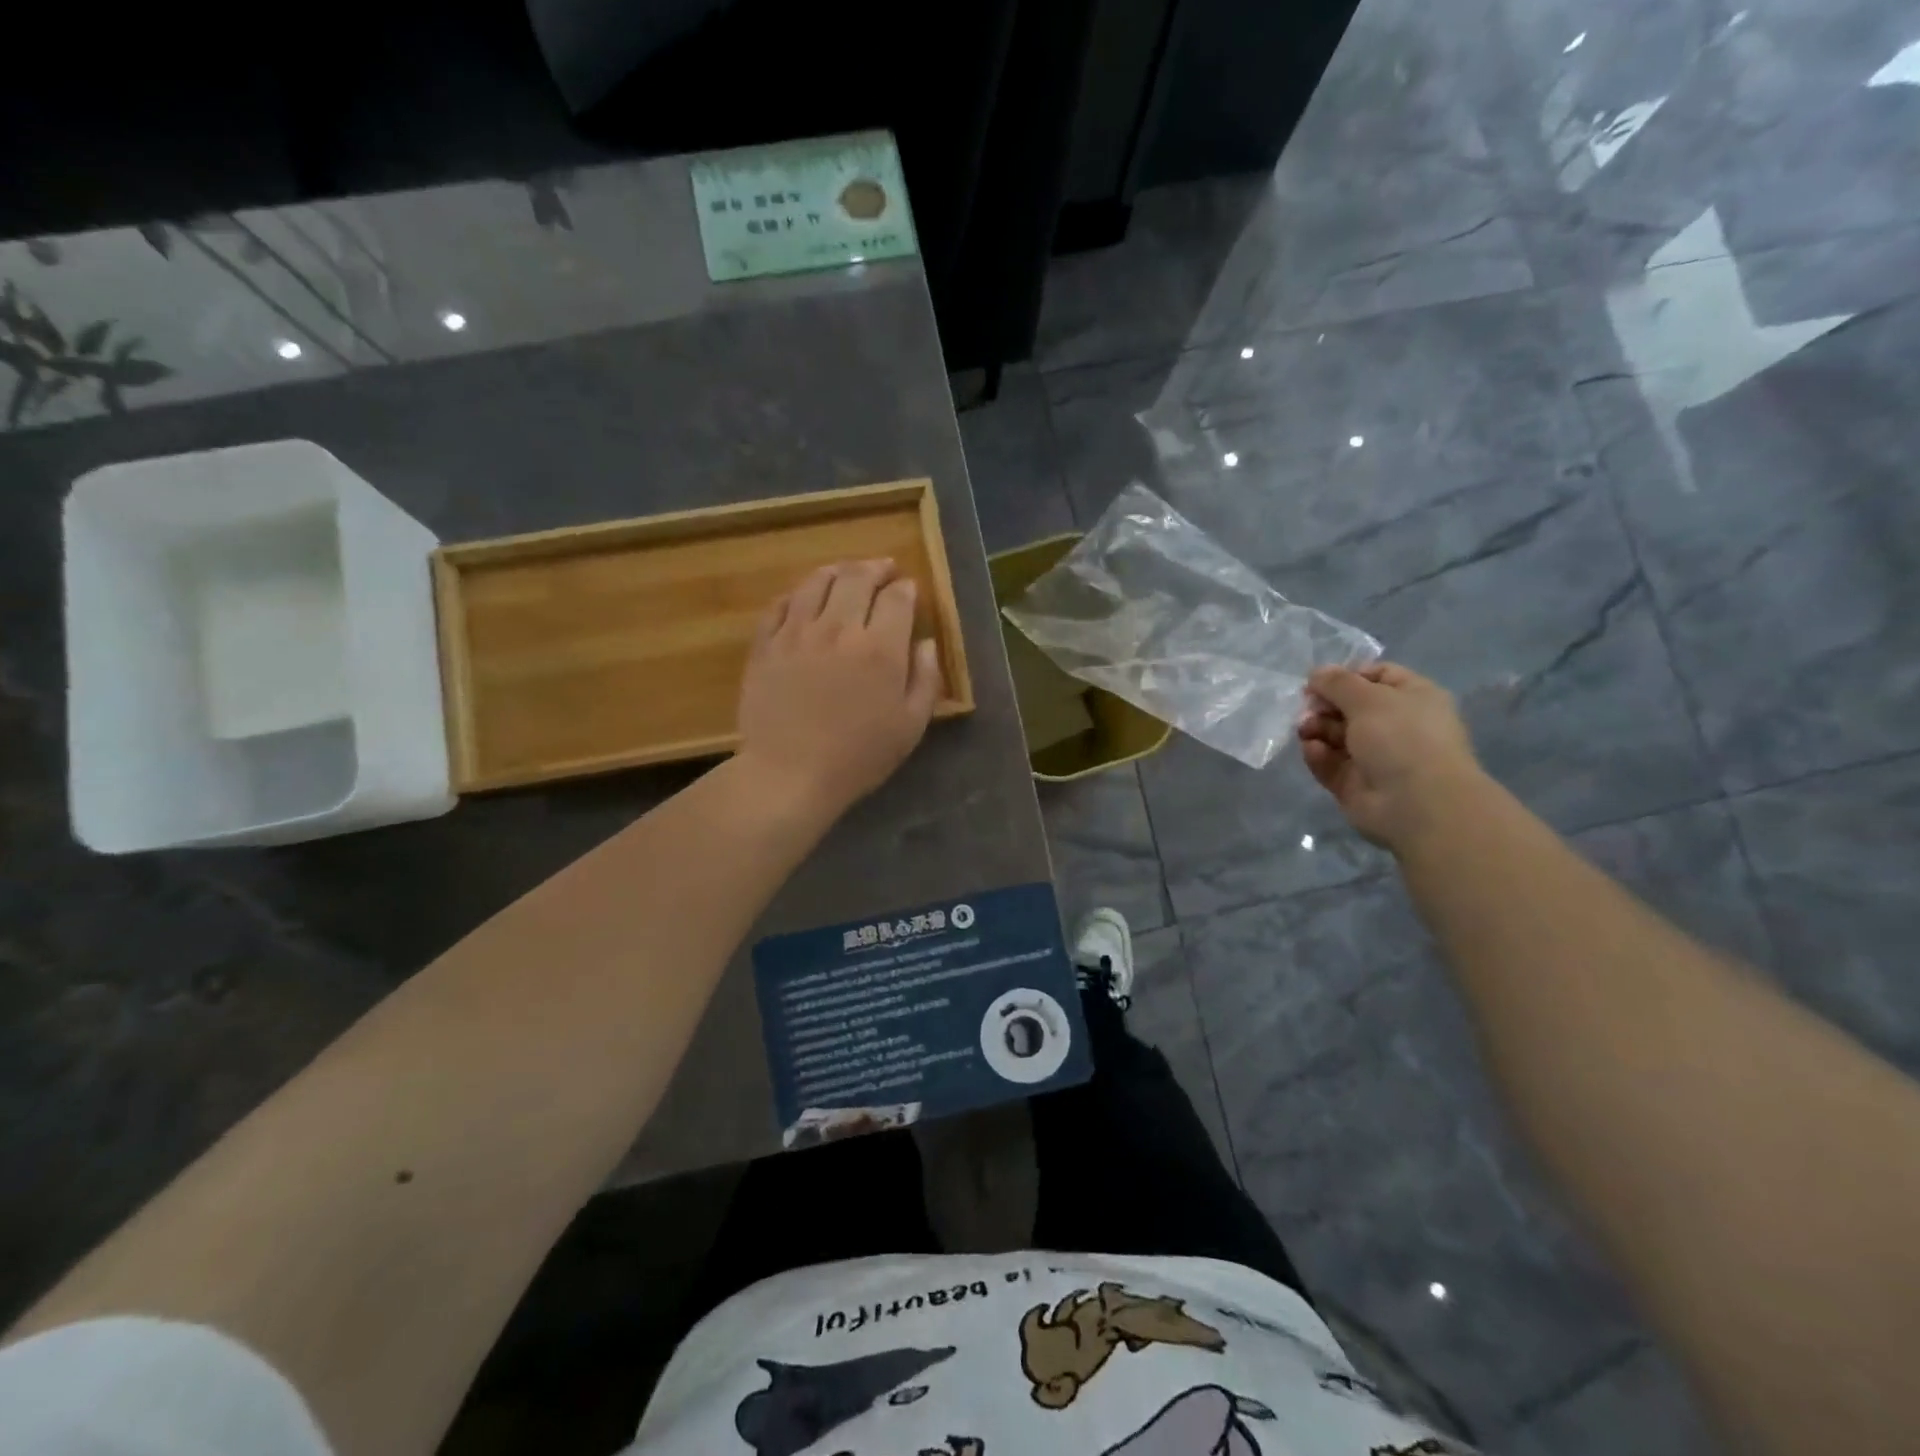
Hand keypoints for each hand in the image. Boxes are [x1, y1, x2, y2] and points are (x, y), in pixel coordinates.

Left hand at [736, 559, 942, 819]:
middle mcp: (839, 628)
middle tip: (883, 569)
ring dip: (836, 571)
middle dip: (875, 568)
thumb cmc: (858, 757)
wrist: (789, 774)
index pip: (897, 598)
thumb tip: (925, 642)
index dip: (906, 588)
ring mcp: (796, 633)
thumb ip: (925, 679)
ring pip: (816, 583)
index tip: (909, 589)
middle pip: (856, 578)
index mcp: (880, 648)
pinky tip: (804, 598)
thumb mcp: (910, 726)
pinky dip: (797, 594)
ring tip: (845, 572)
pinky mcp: (765, 645)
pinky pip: (780, 604)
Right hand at [1297, 661, 1485, 848]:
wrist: (1416, 804)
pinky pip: (1330, 763)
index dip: (1347, 676)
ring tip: (1305, 730)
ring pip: (1336, 735)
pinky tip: (1313, 750)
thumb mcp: (1368, 698)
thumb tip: (1316, 673)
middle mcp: (1395, 725)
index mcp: (1412, 698)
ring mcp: (1375, 756)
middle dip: (1324, 705)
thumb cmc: (1401, 738)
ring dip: (1316, 728)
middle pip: (1350, 706)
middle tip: (1307, 708)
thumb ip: (1337, 682)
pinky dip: (1318, 755)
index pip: (1377, 676)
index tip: (1320, 681)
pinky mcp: (1354, 783)